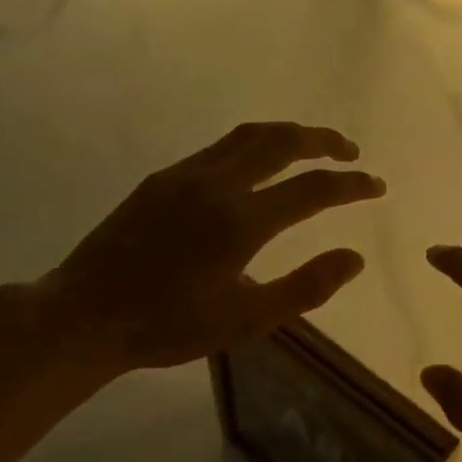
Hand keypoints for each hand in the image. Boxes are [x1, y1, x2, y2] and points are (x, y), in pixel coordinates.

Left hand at [31, 122, 383, 384]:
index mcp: (241, 221)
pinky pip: (219, 148)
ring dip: (287, 135)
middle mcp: (217, 185)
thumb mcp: (246, 320)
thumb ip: (306, 287)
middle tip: (350, 152)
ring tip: (311, 147)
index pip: (313, 189)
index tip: (376, 185)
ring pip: (248, 136)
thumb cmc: (169, 326)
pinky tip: (256, 166)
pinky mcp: (161, 179)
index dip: (352, 185)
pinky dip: (252, 145)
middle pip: (281, 142)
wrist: (85, 315)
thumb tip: (355, 257)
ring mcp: (185, 176)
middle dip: (323, 141)